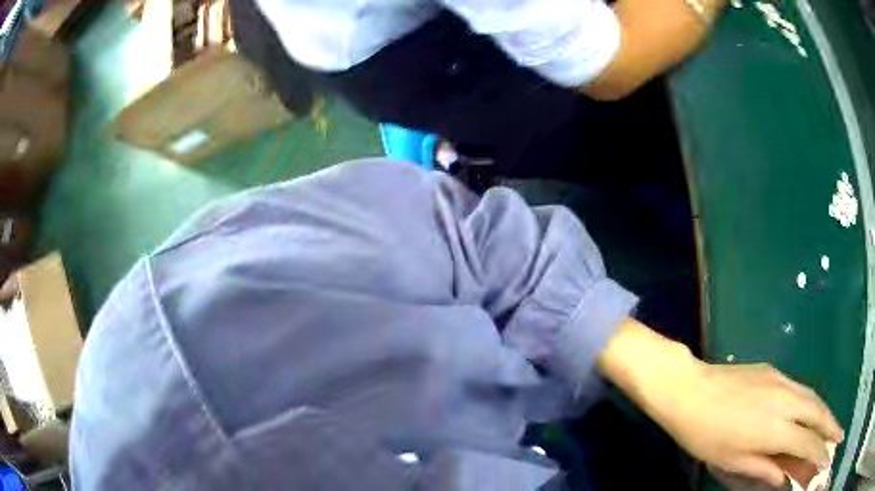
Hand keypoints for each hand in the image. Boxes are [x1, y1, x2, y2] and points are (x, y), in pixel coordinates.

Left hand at [599, 320, 843, 486]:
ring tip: (834, 429)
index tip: (830, 458)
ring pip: (815, 400)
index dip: (822, 454)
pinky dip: (815, 404)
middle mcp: (789, 400)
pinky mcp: (777, 372)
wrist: (689, 389)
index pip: (809, 444)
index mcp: (777, 428)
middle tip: (840, 438)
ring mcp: (784, 381)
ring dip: (828, 415)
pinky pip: (804, 391)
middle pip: (820, 416)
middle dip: (834, 428)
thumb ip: (765, 470)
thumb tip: (787, 478)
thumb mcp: (733, 462)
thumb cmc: (707, 434)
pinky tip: (815, 413)